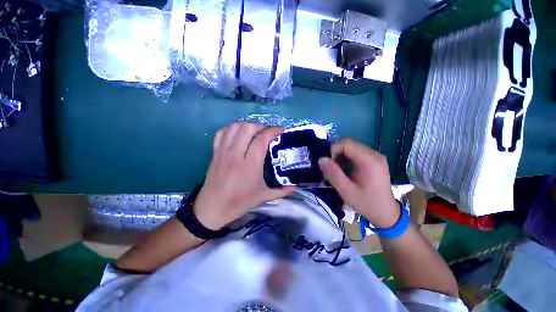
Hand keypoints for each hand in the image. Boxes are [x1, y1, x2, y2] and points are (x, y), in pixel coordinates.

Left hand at [193, 122, 295, 229]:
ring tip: (255, 132)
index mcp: (249, 166)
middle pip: (247, 128)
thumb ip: (282, 190)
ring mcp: (223, 152)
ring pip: (234, 127)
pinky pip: (222, 133)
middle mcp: (235, 155)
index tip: (280, 131)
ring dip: (247, 126)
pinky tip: (239, 134)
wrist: (212, 208)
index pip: (261, 139)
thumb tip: (296, 185)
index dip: (273, 131)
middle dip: (260, 126)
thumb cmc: (239, 202)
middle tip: (267, 133)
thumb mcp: (263, 197)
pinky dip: (232, 129)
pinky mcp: (215, 153)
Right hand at [318, 139, 399, 227]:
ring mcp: (376, 156)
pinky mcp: (375, 159)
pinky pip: (357, 152)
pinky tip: (347, 170)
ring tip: (339, 170)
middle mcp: (374, 154)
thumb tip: (321, 159)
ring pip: (352, 147)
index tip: (329, 164)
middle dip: (336, 153)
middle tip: (333, 169)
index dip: (333, 150)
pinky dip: (348, 158)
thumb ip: (333, 174)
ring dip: (341, 156)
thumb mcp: (346, 191)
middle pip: (349, 144)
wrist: (385, 212)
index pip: (346, 143)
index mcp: (369, 161)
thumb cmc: (366, 203)